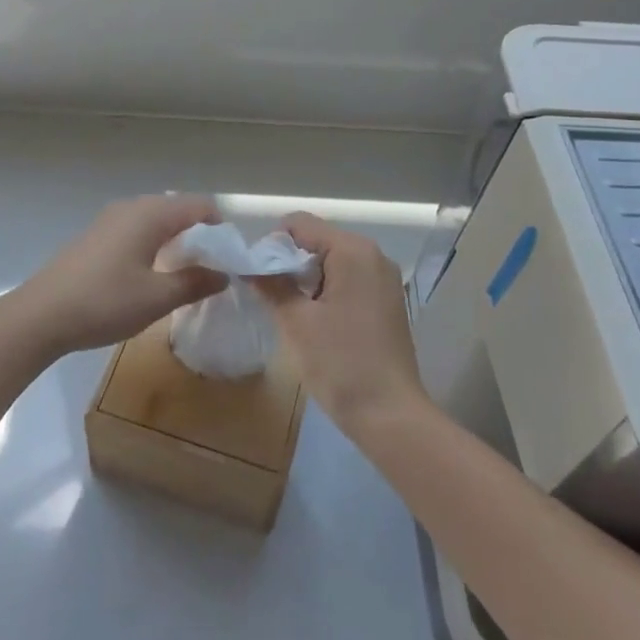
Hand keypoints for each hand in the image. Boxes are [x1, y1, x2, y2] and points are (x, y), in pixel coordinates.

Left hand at [12, 195, 226, 357]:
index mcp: (152, 214)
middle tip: (209, 271)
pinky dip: (153, 244)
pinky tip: (149, 275)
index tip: (228, 261)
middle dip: (199, 235)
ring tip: (182, 275)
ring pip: (156, 220)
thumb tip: (224, 274)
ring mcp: (110, 219)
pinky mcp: (96, 235)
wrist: (40, 316)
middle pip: (179, 209)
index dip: (220, 230)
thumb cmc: (104, 302)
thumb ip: (195, 282)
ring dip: (175, 240)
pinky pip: (137, 229)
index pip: (200, 206)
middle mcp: (132, 207)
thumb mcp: (157, 298)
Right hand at [255, 212, 426, 437]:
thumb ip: (271, 285)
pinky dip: (328, 291)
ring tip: (293, 314)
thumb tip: (249, 265)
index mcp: (353, 250)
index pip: (301, 224)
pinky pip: (349, 280)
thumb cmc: (341, 363)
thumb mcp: (297, 322)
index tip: (258, 277)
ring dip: (308, 280)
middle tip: (272, 298)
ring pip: (333, 261)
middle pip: (318, 240)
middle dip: (290, 263)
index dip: (272, 245)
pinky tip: (318, 323)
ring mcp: (384, 278)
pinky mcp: (387, 301)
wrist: (391, 416)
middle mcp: (373, 255)